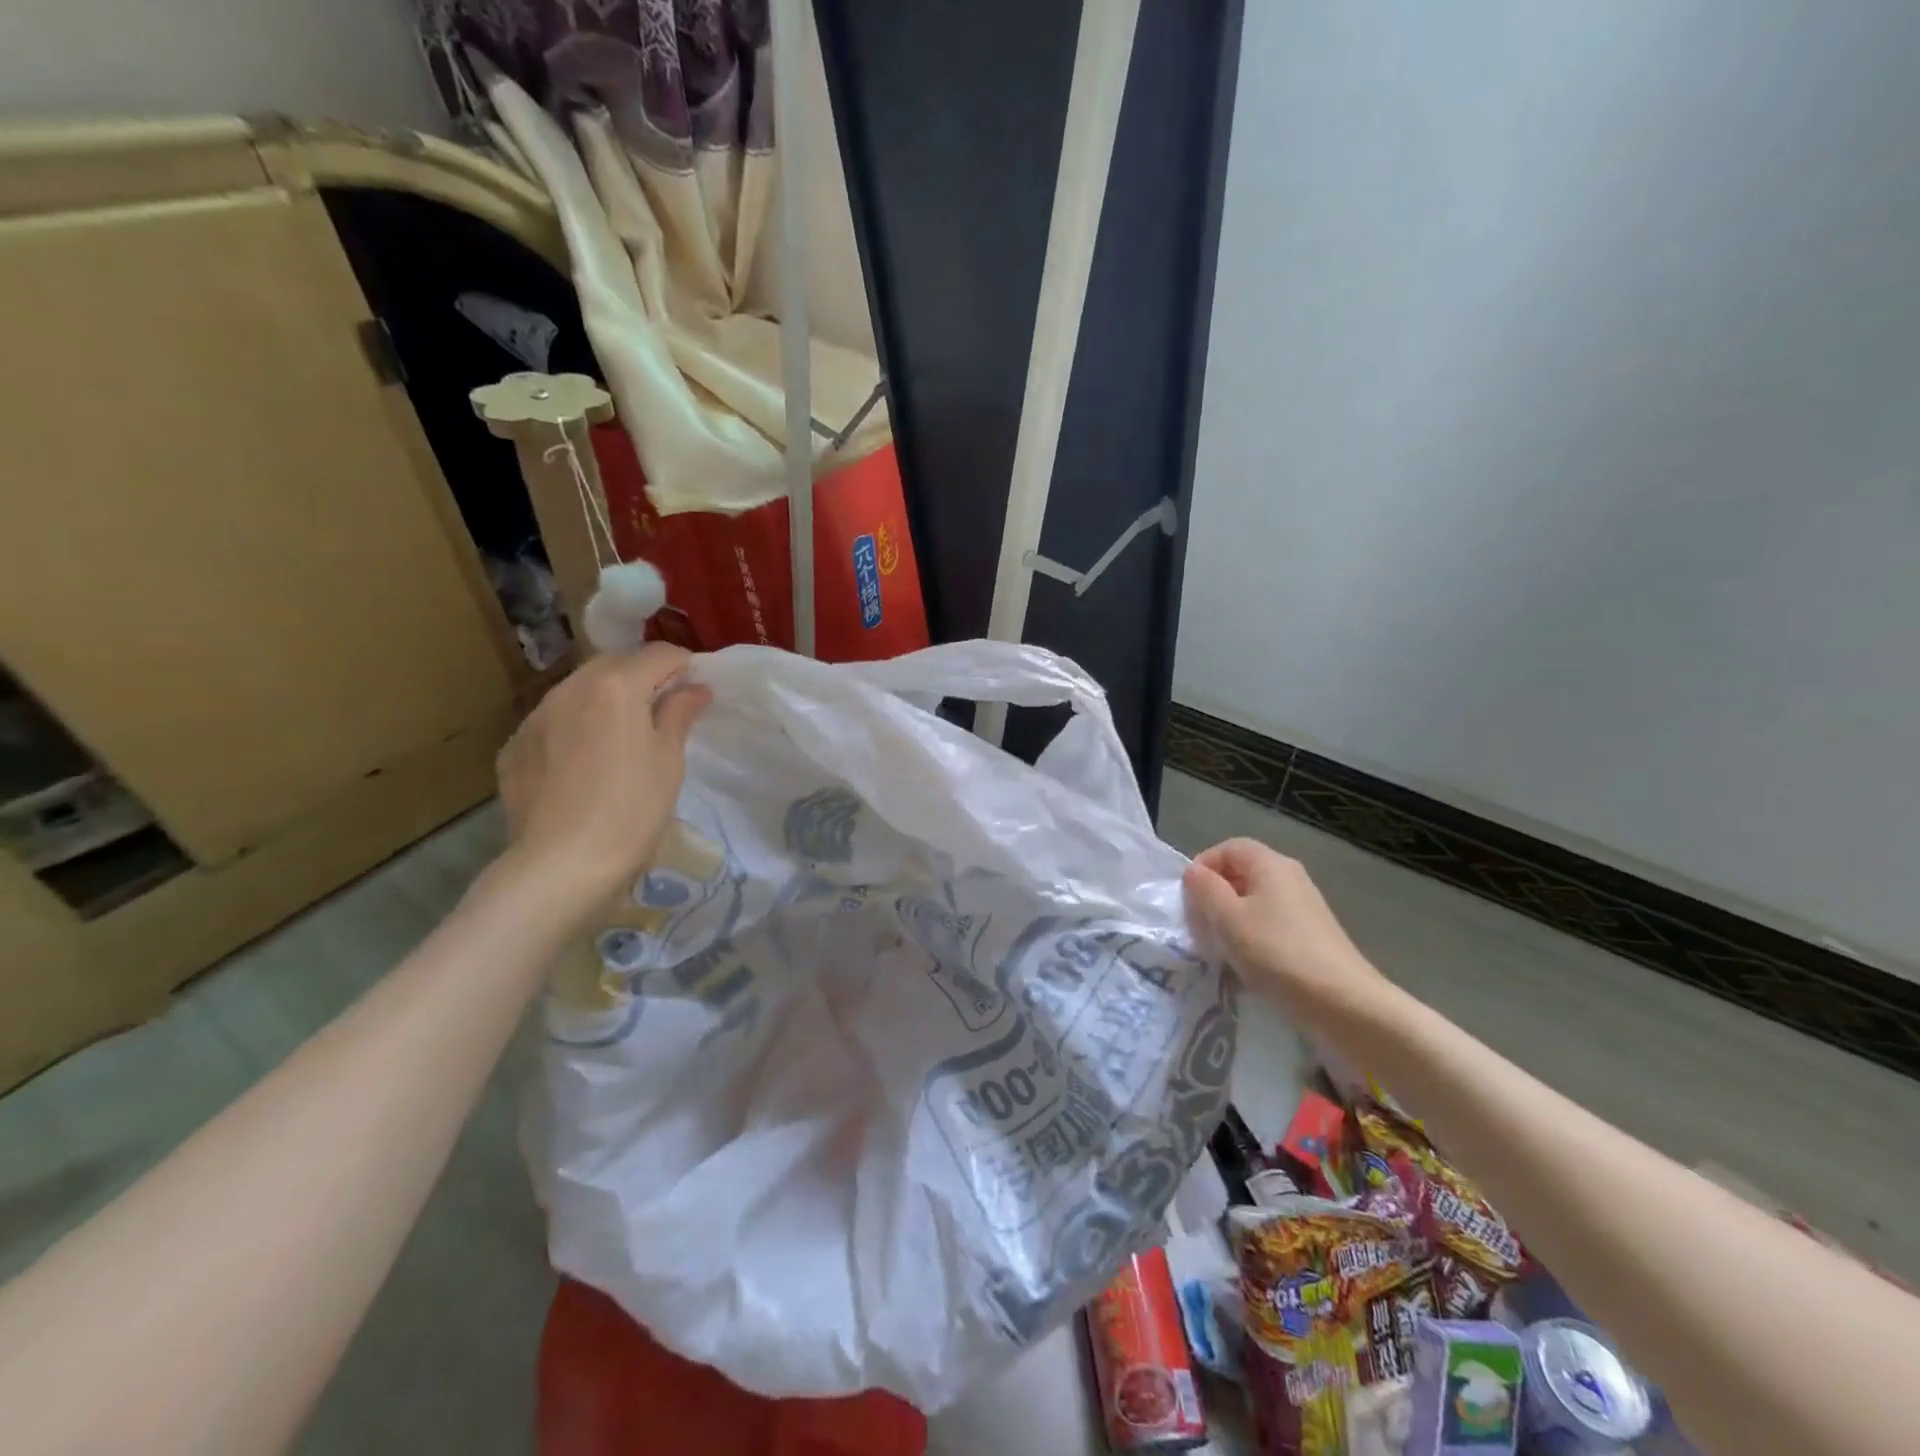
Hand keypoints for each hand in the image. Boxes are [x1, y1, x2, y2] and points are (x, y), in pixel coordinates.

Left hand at [494, 644, 710, 922]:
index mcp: (616, 687)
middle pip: (614, 666)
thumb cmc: (631, 810)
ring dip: (604, 700)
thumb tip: (694, 688)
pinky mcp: (514, 748)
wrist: (560, 866)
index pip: (659, 654)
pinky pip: (552, 723)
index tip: (697, 689)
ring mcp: (535, 718)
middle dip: (641, 678)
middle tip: (663, 712)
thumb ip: (679, 714)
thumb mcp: (668, 761)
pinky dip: (574, 729)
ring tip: (621, 737)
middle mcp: (570, 689)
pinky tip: (583, 765)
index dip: (684, 666)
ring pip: (578, 691)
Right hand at [1183, 838, 1390, 1020]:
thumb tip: (1194, 872)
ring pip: (1256, 898)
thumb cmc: (1276, 952)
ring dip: (1232, 916)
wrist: (1342, 1001)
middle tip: (1200, 923)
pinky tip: (1248, 960)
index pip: (1229, 847)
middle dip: (1216, 893)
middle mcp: (1291, 876)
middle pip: (1243, 871)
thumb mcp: (1227, 918)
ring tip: (1220, 945)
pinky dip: (1252, 932)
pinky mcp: (1312, 932)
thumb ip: (1205, 889)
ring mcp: (1305, 905)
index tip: (1189, 897)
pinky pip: (1271, 920)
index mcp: (1270, 864)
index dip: (1204, 865)